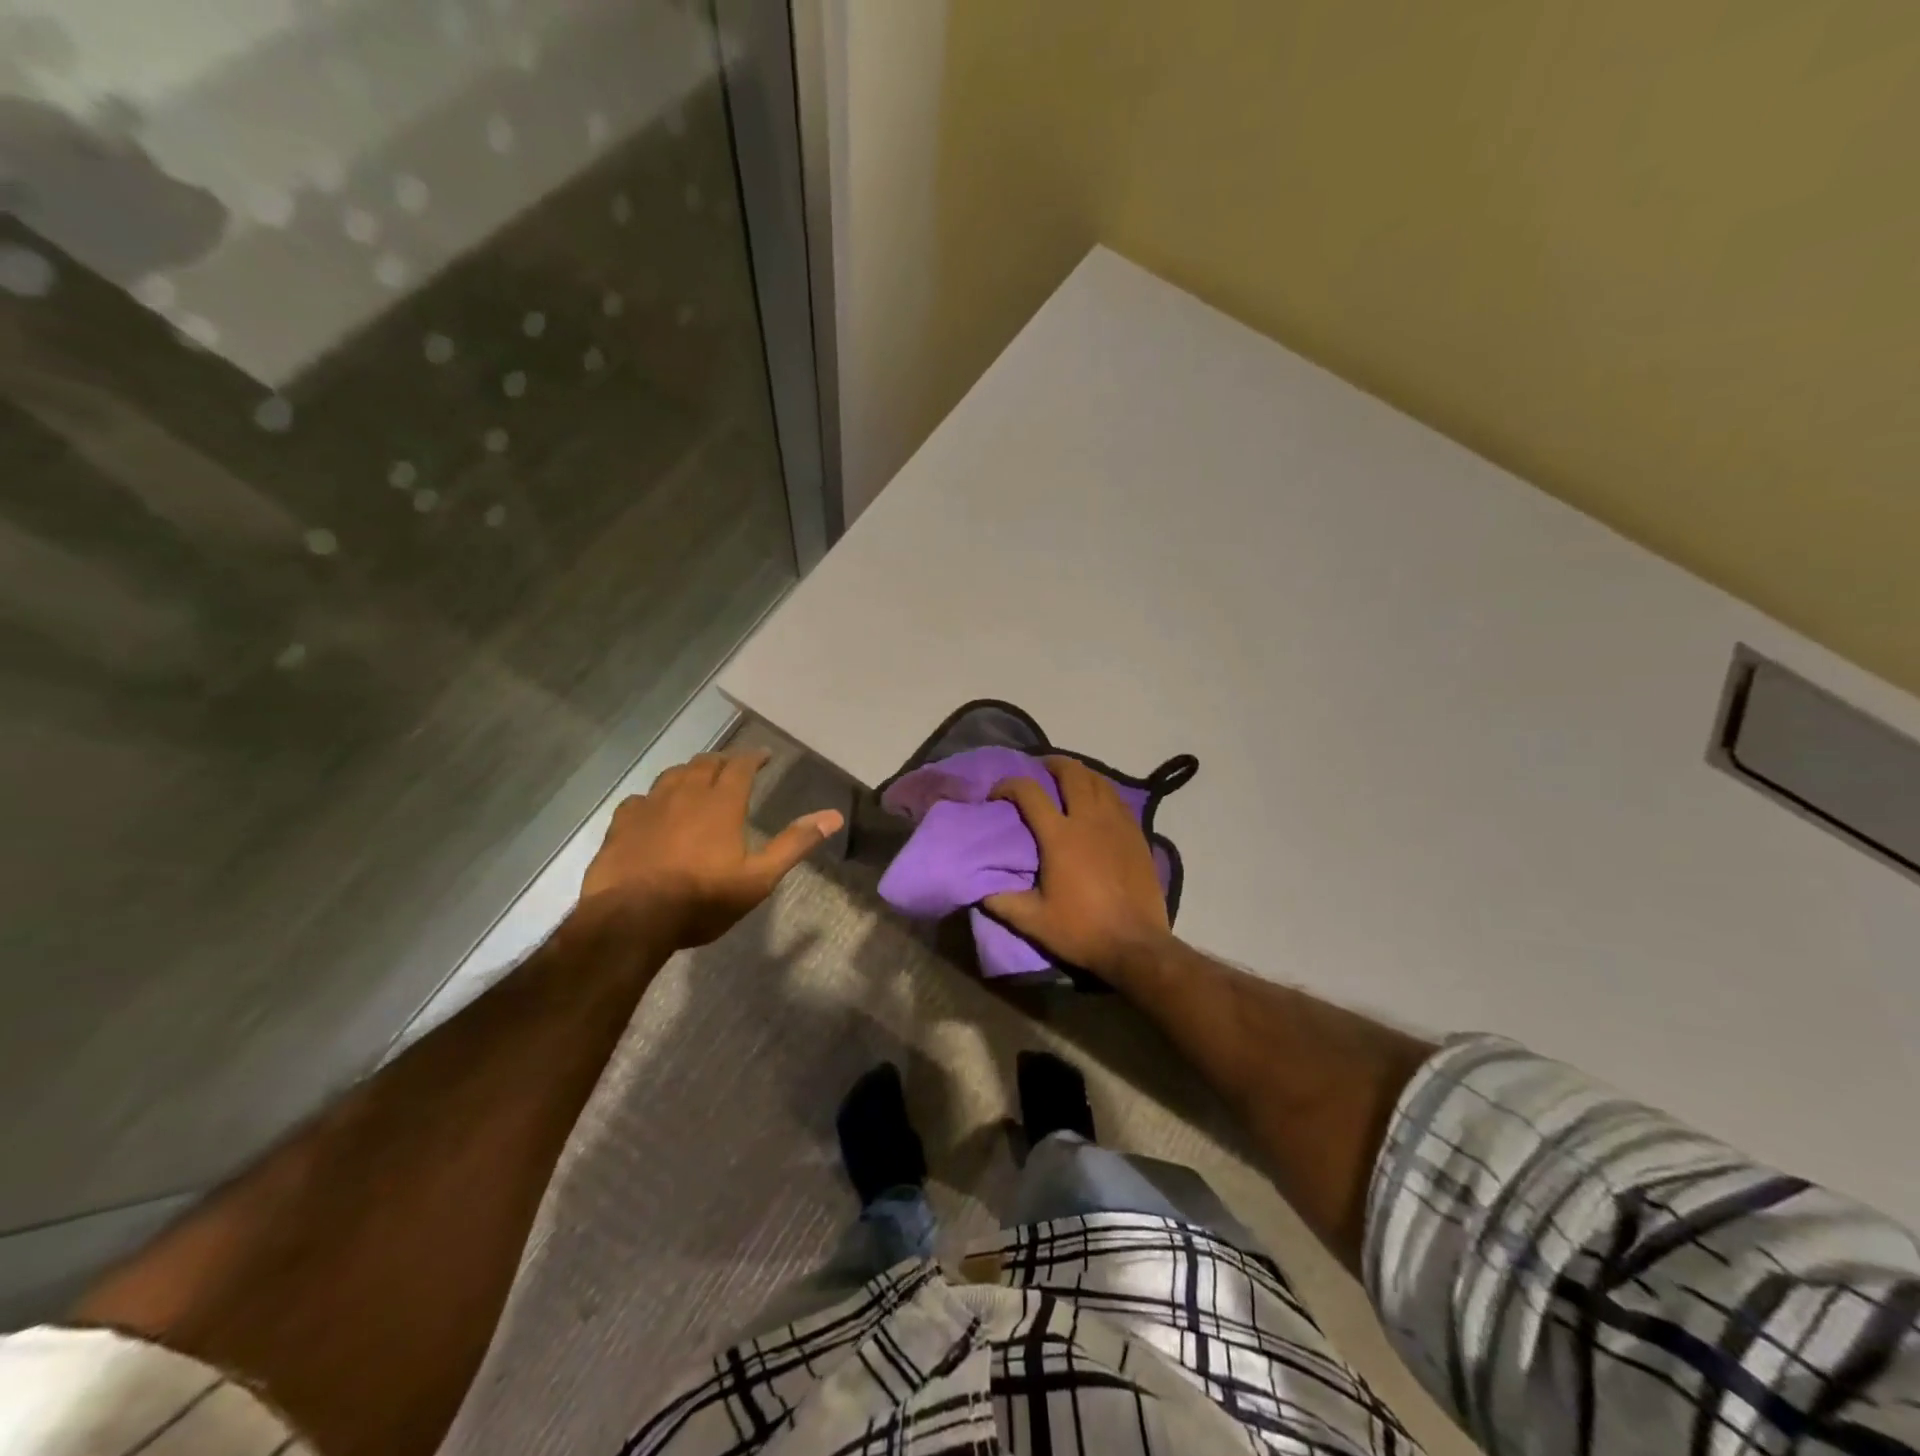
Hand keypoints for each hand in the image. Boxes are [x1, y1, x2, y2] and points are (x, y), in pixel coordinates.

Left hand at [580, 749, 843, 948]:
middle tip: (733, 767)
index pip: (741, 766)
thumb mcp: (758, 878)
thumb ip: (794, 844)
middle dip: (723, 761)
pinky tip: (654, 809)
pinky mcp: (621, 823)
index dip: (754, 757)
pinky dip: (654, 797)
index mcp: (722, 803)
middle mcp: (685, 794)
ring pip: (672, 775)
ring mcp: (649, 806)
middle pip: (705, 763)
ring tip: (697, 780)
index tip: (764, 756)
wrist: (631, 920)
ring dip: (689, 773)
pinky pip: (640, 798)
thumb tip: (834, 816)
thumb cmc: (702, 899)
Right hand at [984, 756, 1173, 984]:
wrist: (1136, 944)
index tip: (997, 793)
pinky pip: (1118, 799)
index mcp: (1060, 836)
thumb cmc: (1082, 930)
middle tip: (1040, 768)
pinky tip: (1098, 801)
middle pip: (1072, 773)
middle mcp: (1089, 820)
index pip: (1029, 793)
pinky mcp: (1137, 834)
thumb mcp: (1034, 922)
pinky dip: (1103, 791)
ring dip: (1080, 773)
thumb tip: (978, 890)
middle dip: (1052, 763)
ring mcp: (1117, 824)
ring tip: (1068, 779)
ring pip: (1099, 781)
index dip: (1009, 785)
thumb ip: (1002, 902)